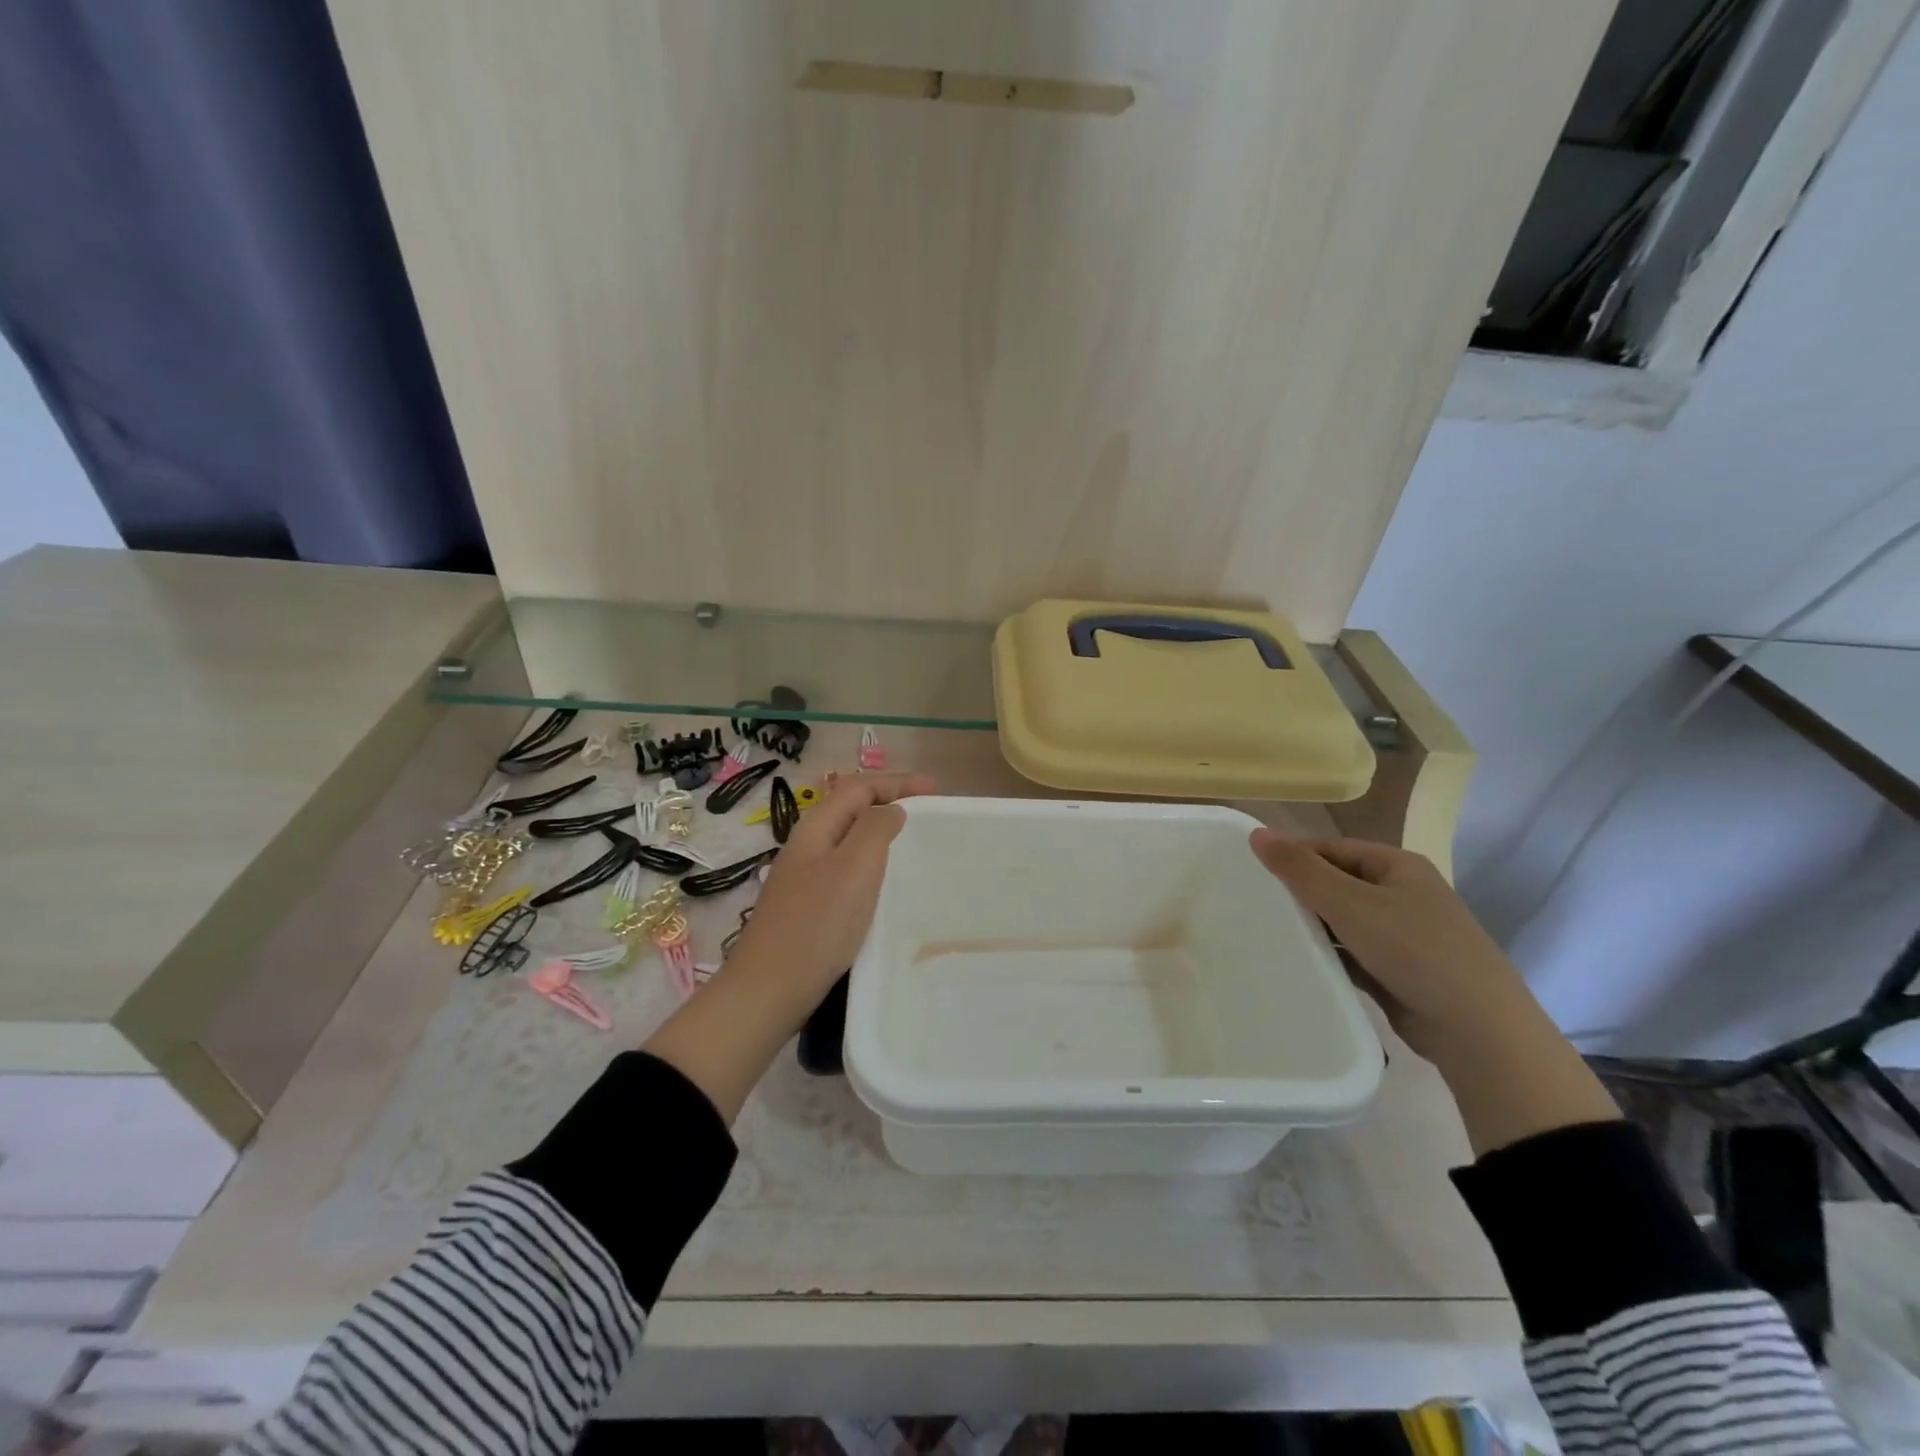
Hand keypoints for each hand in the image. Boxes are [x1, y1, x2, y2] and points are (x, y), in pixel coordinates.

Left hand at [645, 771, 935, 1124]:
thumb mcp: (854, 866)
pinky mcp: (809, 903)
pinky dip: (872, 860)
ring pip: (850, 837)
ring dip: (881, 830)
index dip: (897, 781)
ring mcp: (805, 874)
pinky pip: (847, 866)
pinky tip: (886, 880)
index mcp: (816, 827)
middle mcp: (808, 844)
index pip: (859, 786)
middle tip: (929, 811)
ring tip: (914, 839)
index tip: (936, 789)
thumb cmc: (818, 924)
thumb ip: (875, 828)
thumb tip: (891, 810)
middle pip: (852, 807)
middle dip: (890, 800)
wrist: (770, 988)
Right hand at [1248, 831, 1526, 1060]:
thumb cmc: (1415, 951)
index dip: (1293, 857)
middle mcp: (1402, 894)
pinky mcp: (1397, 971)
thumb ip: (1301, 870)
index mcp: (1398, 866)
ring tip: (1265, 934)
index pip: (1332, 849)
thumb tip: (1256, 833)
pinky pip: (1351, 953)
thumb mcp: (1351, 904)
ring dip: (1312, 928)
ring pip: (1342, 921)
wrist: (1479, 1031)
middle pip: (1336, 883)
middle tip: (1253, 905)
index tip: (1251, 874)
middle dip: (1299, 894)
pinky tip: (1297, 963)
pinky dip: (1328, 956)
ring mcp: (1403, 934)